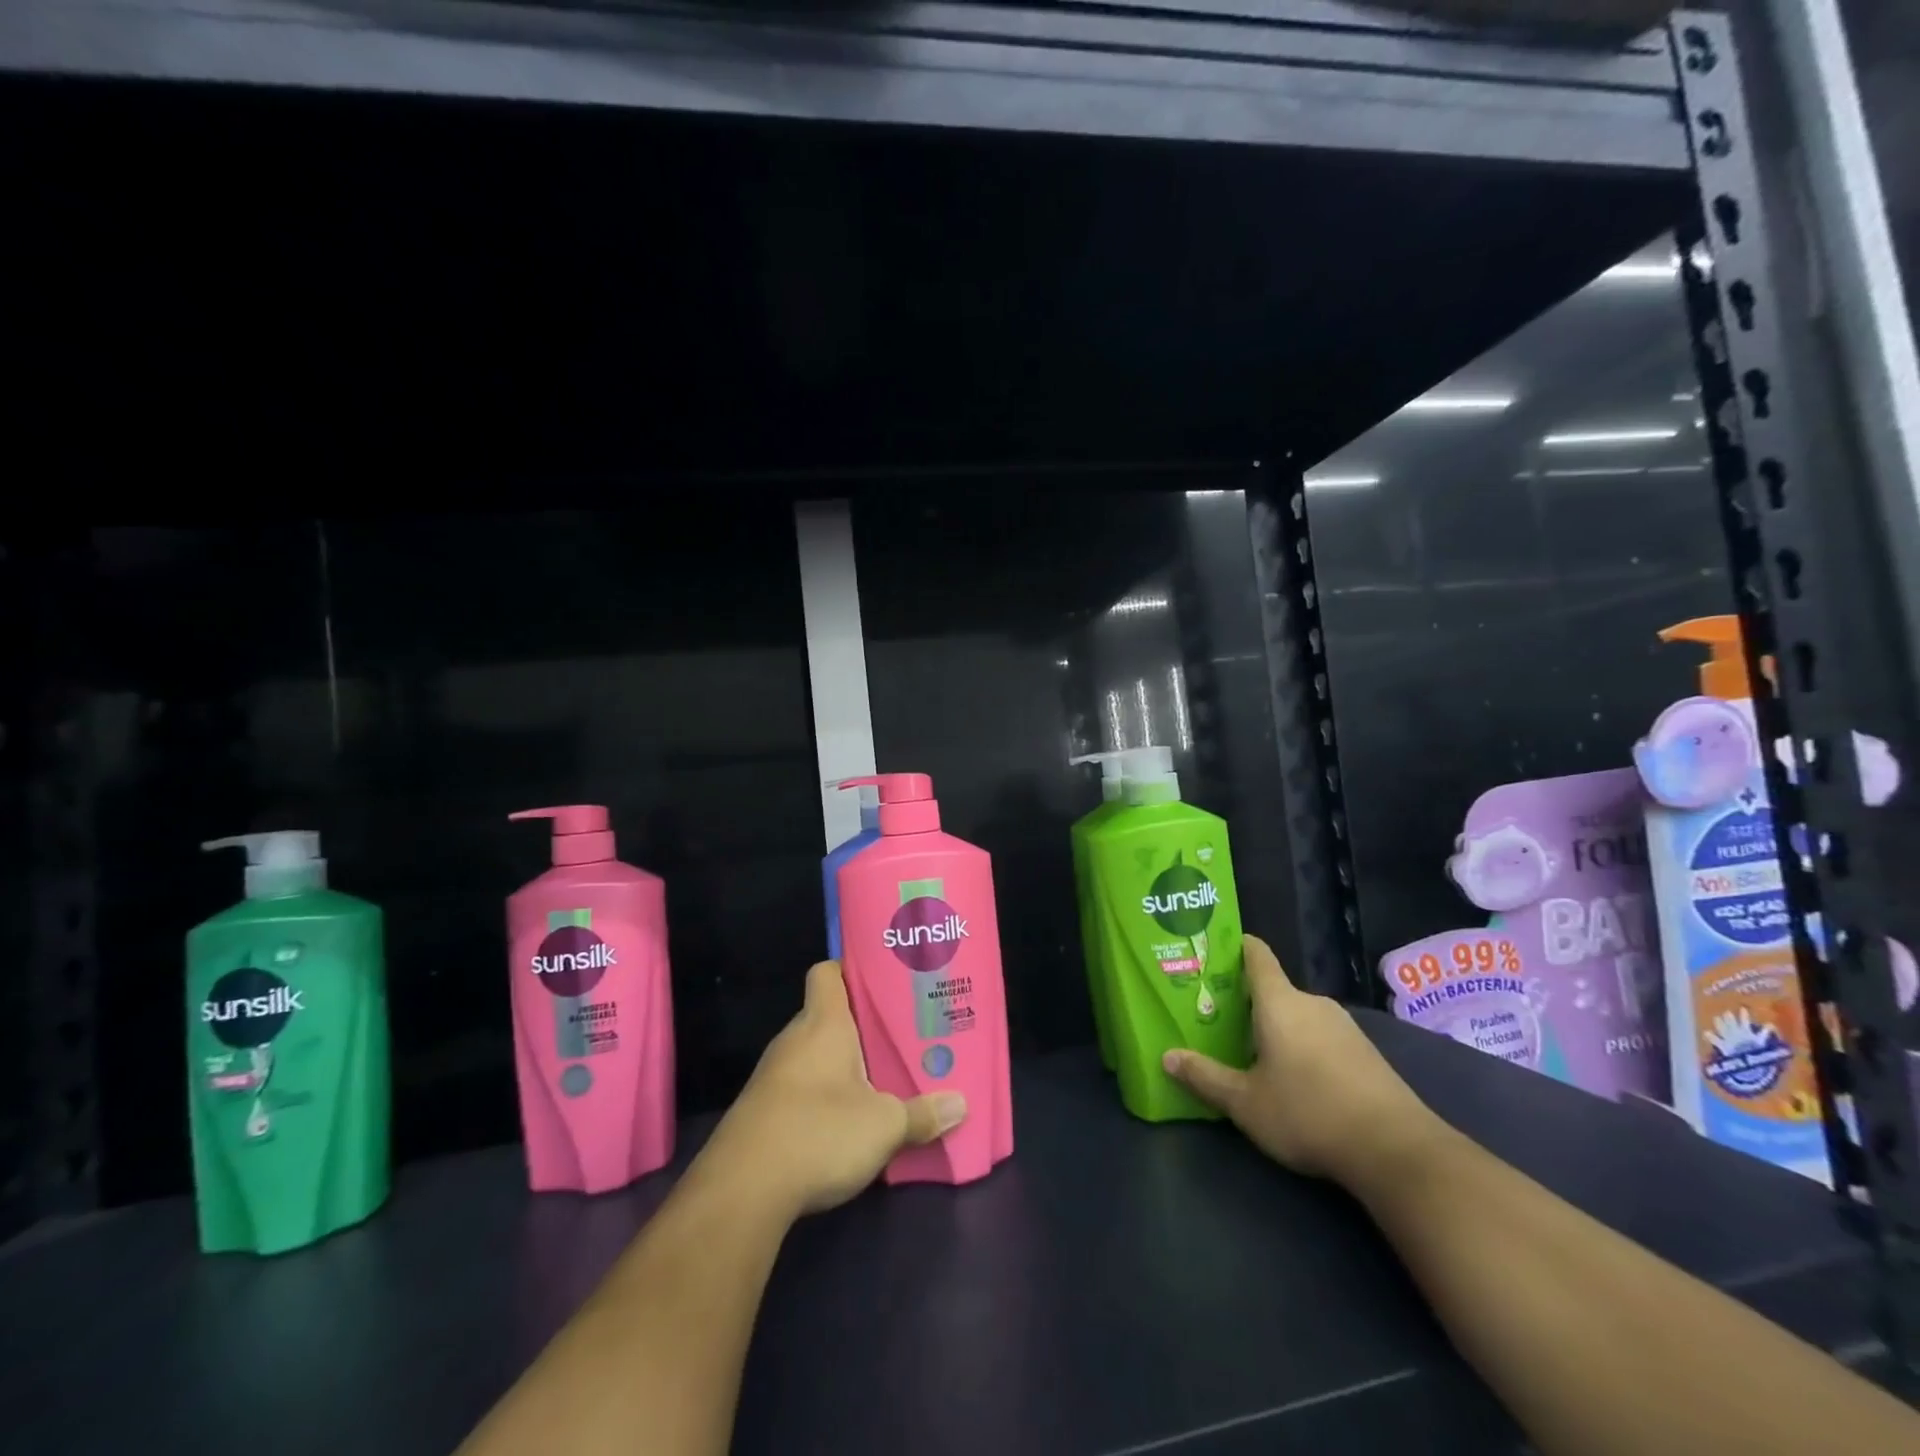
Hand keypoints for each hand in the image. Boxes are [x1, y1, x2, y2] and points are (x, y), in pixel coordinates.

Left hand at [695, 961, 967, 1218]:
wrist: (741, 1192)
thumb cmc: (818, 1132)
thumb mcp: (884, 1126)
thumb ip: (922, 1114)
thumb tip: (960, 1104)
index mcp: (823, 1024)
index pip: (828, 973)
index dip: (852, 969)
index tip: (883, 981)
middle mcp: (795, 1040)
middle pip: (829, 1015)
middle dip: (862, 1025)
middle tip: (901, 1035)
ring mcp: (773, 1076)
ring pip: (816, 1054)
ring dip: (844, 1065)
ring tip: (884, 1076)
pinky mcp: (763, 1111)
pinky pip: (802, 1087)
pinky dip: (824, 1096)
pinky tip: (849, 1120)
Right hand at [1162, 935, 1438, 1187]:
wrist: (1397, 1151)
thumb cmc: (1308, 1113)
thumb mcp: (1245, 1102)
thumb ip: (1205, 1076)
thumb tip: (1166, 1057)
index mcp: (1279, 1001)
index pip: (1256, 954)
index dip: (1234, 946)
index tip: (1211, 951)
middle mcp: (1312, 1003)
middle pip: (1273, 989)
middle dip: (1245, 1001)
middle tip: (1216, 1018)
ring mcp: (1344, 1027)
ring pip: (1297, 1015)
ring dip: (1275, 1027)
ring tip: (1249, 1051)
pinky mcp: (1365, 1053)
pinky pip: (1320, 1036)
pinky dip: (1302, 1046)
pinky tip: (1293, 1078)